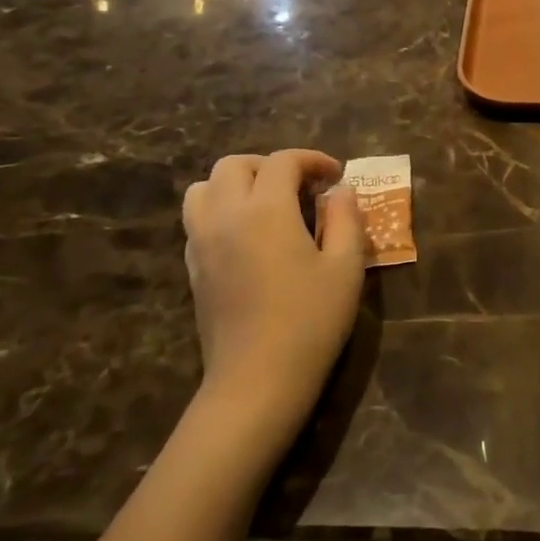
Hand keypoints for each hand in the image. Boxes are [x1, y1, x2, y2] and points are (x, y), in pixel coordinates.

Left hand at [182, 150, 364, 450]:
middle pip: (234, 165)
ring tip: (268, 204)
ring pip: (204, 188)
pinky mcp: (193, 268)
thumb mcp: (346, 267)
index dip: (312, 160)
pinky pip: (198, 219)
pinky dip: (221, 210)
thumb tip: (340, 190)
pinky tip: (250, 236)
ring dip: (237, 183)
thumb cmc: (311, 321)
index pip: (283, 162)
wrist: (257, 380)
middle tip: (302, 187)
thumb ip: (346, 218)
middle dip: (270, 166)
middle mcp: (226, 216)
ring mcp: (202, 242)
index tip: (336, 176)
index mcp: (266, 210)